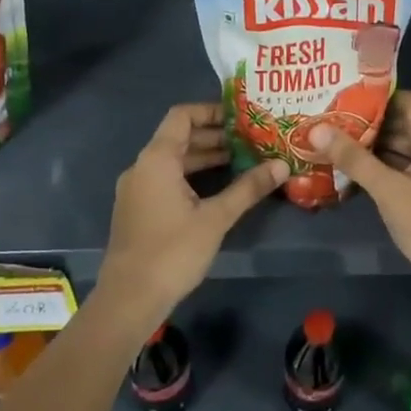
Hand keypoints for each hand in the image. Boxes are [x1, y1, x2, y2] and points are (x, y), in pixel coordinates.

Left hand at [94, 104, 284, 335]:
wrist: (129, 299)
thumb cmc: (172, 251)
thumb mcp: (216, 218)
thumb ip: (248, 188)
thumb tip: (282, 165)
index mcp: (157, 159)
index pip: (182, 116)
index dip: (211, 111)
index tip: (242, 117)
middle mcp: (143, 167)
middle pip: (179, 137)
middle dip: (215, 136)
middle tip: (251, 139)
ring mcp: (137, 189)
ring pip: (173, 160)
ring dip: (205, 157)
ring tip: (242, 160)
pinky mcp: (138, 209)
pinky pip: (167, 179)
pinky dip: (192, 176)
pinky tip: (218, 188)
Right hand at [309, 92, 410, 302]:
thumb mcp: (388, 189)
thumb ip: (353, 158)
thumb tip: (317, 129)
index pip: (407, 100)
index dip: (376, 98)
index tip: (343, 98)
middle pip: (403, 123)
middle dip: (369, 124)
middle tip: (331, 121)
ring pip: (403, 148)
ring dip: (373, 147)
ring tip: (335, 142)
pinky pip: (405, 168)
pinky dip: (383, 167)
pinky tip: (352, 171)